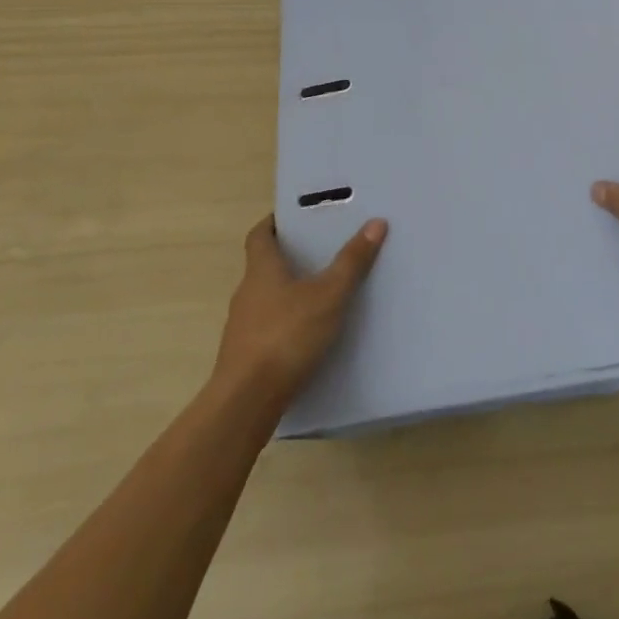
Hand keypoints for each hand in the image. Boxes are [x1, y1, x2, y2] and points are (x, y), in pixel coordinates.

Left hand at [211, 214, 386, 407]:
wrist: (246, 402)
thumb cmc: (286, 336)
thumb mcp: (329, 296)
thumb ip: (351, 262)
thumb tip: (376, 223)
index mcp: (261, 270)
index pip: (259, 235)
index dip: (273, 223)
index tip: (293, 216)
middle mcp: (246, 293)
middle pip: (263, 266)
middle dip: (289, 257)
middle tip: (320, 250)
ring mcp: (242, 327)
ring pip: (266, 298)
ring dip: (287, 292)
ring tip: (320, 292)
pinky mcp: (245, 356)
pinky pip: (267, 327)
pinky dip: (285, 322)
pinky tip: (308, 334)